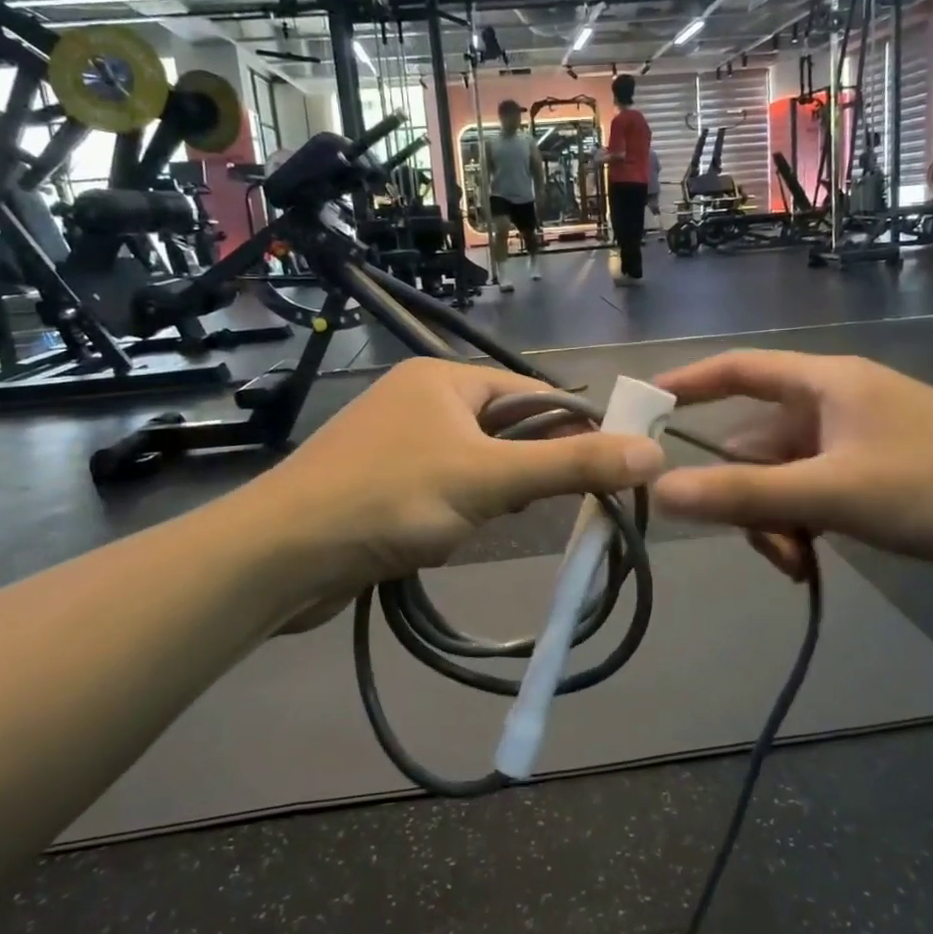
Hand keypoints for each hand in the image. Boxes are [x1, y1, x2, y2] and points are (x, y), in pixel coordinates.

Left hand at [266, 359, 666, 604]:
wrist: (281, 555)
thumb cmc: (390, 499)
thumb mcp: (491, 481)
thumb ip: (571, 465)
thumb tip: (651, 451)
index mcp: (444, 378)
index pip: (532, 393)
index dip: (572, 428)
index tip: (604, 470)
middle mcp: (419, 399)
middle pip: (503, 427)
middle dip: (526, 469)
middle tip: (538, 507)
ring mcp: (395, 441)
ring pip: (472, 462)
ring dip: (490, 495)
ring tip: (487, 524)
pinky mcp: (377, 482)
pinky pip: (439, 487)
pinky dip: (457, 510)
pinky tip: (449, 537)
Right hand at [650, 351, 932, 600]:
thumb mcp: (835, 492)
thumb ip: (746, 494)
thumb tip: (662, 491)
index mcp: (826, 384)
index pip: (738, 369)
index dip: (687, 383)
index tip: (641, 407)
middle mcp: (837, 407)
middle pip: (756, 439)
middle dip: (743, 490)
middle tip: (753, 538)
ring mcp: (860, 447)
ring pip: (784, 478)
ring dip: (775, 518)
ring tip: (796, 561)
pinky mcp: (881, 484)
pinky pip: (815, 499)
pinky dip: (803, 528)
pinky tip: (811, 563)